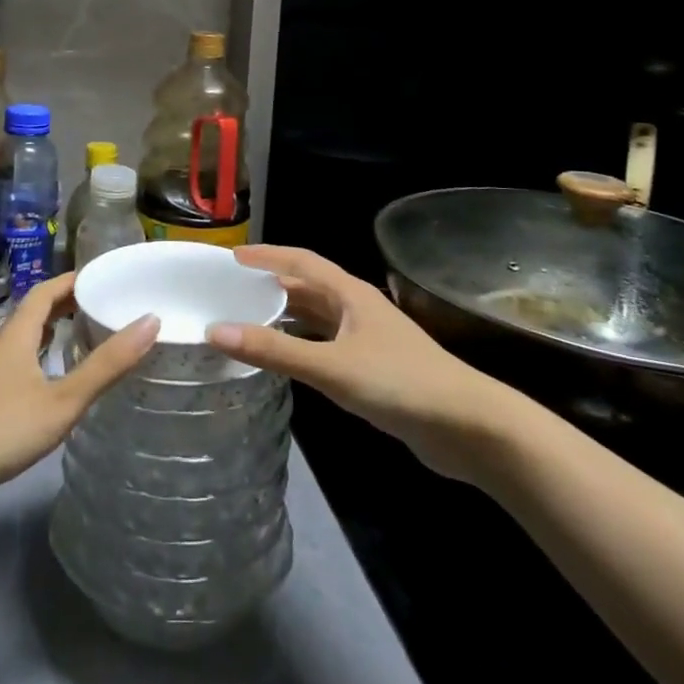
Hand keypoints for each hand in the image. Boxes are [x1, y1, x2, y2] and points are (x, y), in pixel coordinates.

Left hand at [0, 271, 158, 510]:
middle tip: (105, 306)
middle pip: (36, 310)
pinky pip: (21, 360)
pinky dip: (44, 355)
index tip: (105, 277)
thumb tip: (151, 321)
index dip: (74, 280)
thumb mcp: (62, 400)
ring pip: (27, 337)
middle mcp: (3, 343)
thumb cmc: (2, 428)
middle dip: (69, 303)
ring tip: (88, 335)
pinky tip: (56, 378)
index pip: (47, 290)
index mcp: (19, 332)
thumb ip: (106, 365)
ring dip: (55, 330)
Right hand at [207, 245, 528, 482]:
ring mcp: (367, 338)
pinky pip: (326, 344)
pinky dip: (301, 343)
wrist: (468, 427)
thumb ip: (275, 351)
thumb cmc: (400, 383)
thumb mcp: (332, 366)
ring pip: (317, 317)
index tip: (233, 257)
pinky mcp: (373, 367)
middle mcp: (357, 308)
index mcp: (350, 294)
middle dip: (271, 285)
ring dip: (285, 315)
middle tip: (231, 291)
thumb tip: (216, 331)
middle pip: (307, 287)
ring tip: (247, 320)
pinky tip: (286, 358)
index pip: (301, 261)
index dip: (268, 255)